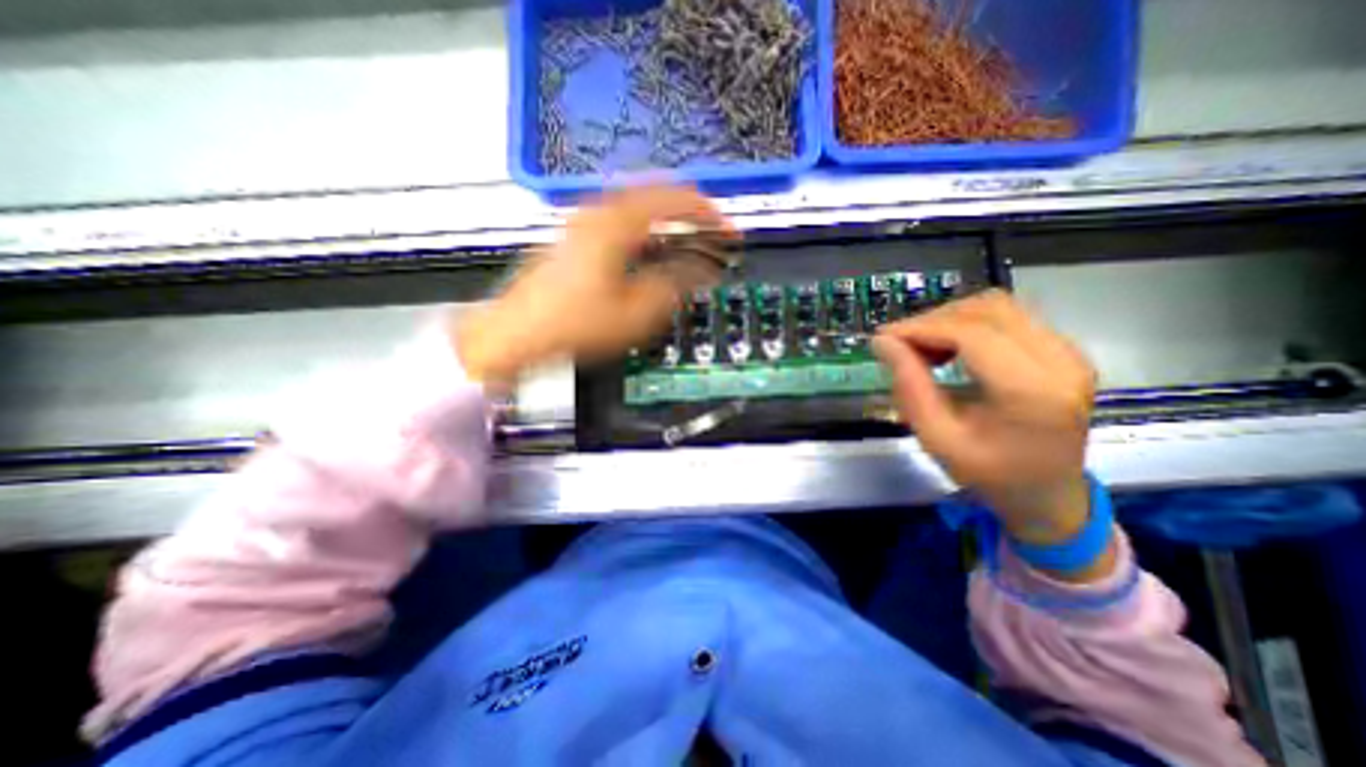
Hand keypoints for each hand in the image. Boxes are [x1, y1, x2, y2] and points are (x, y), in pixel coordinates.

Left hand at [459, 185, 736, 387]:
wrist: (514, 336)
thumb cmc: (573, 326)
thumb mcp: (635, 313)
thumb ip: (674, 285)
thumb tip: (698, 270)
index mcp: (614, 224)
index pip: (674, 199)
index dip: (708, 214)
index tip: (727, 230)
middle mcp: (596, 213)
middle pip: (654, 196)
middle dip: (689, 213)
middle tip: (711, 233)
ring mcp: (580, 224)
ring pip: (636, 209)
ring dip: (666, 222)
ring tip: (687, 242)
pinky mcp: (573, 239)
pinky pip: (619, 223)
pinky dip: (644, 232)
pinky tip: (652, 252)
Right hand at [874, 289, 1106, 573]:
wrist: (1049, 495)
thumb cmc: (989, 475)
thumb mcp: (937, 438)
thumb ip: (910, 386)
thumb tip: (882, 342)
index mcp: (1033, 392)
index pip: (972, 334)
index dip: (922, 328)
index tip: (883, 338)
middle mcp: (1062, 362)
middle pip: (988, 310)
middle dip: (934, 320)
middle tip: (900, 344)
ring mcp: (1070, 353)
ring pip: (999, 307)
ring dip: (951, 319)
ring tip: (923, 346)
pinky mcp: (1065, 351)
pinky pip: (1009, 318)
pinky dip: (969, 324)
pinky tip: (949, 348)